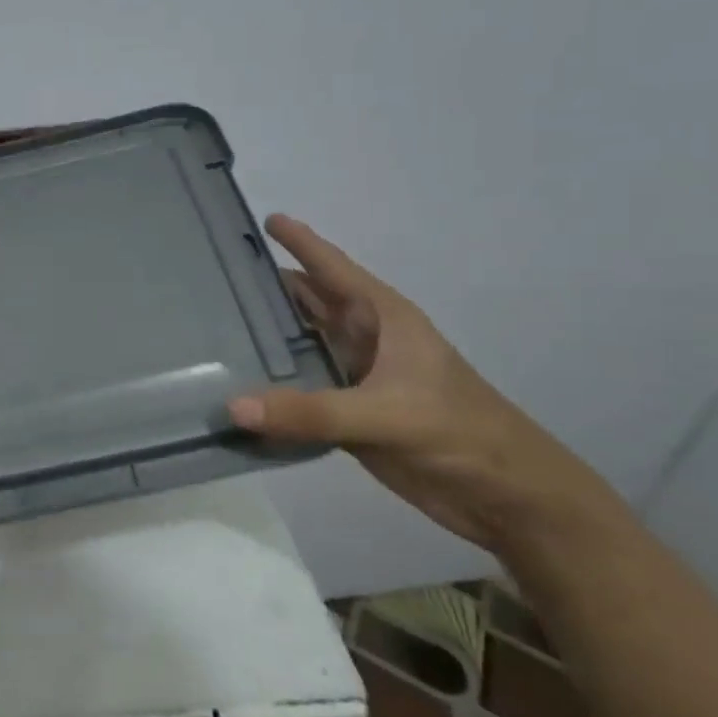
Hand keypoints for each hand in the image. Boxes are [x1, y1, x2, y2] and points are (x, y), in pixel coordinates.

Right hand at [229, 215, 615, 552]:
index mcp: (382, 319)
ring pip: (298, 347)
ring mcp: (353, 377)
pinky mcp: (346, 414)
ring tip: (210, 328)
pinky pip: (296, 391)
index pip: (332, 268)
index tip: (262, 218)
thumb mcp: (387, 415)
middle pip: (307, 303)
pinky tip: (232, 387)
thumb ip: (311, 412)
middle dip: (266, 289)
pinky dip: (267, 387)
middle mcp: (363, 339)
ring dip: (263, 340)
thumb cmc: (460, 434)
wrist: (507, 498)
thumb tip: (233, 406)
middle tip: (211, 278)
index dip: (300, 241)